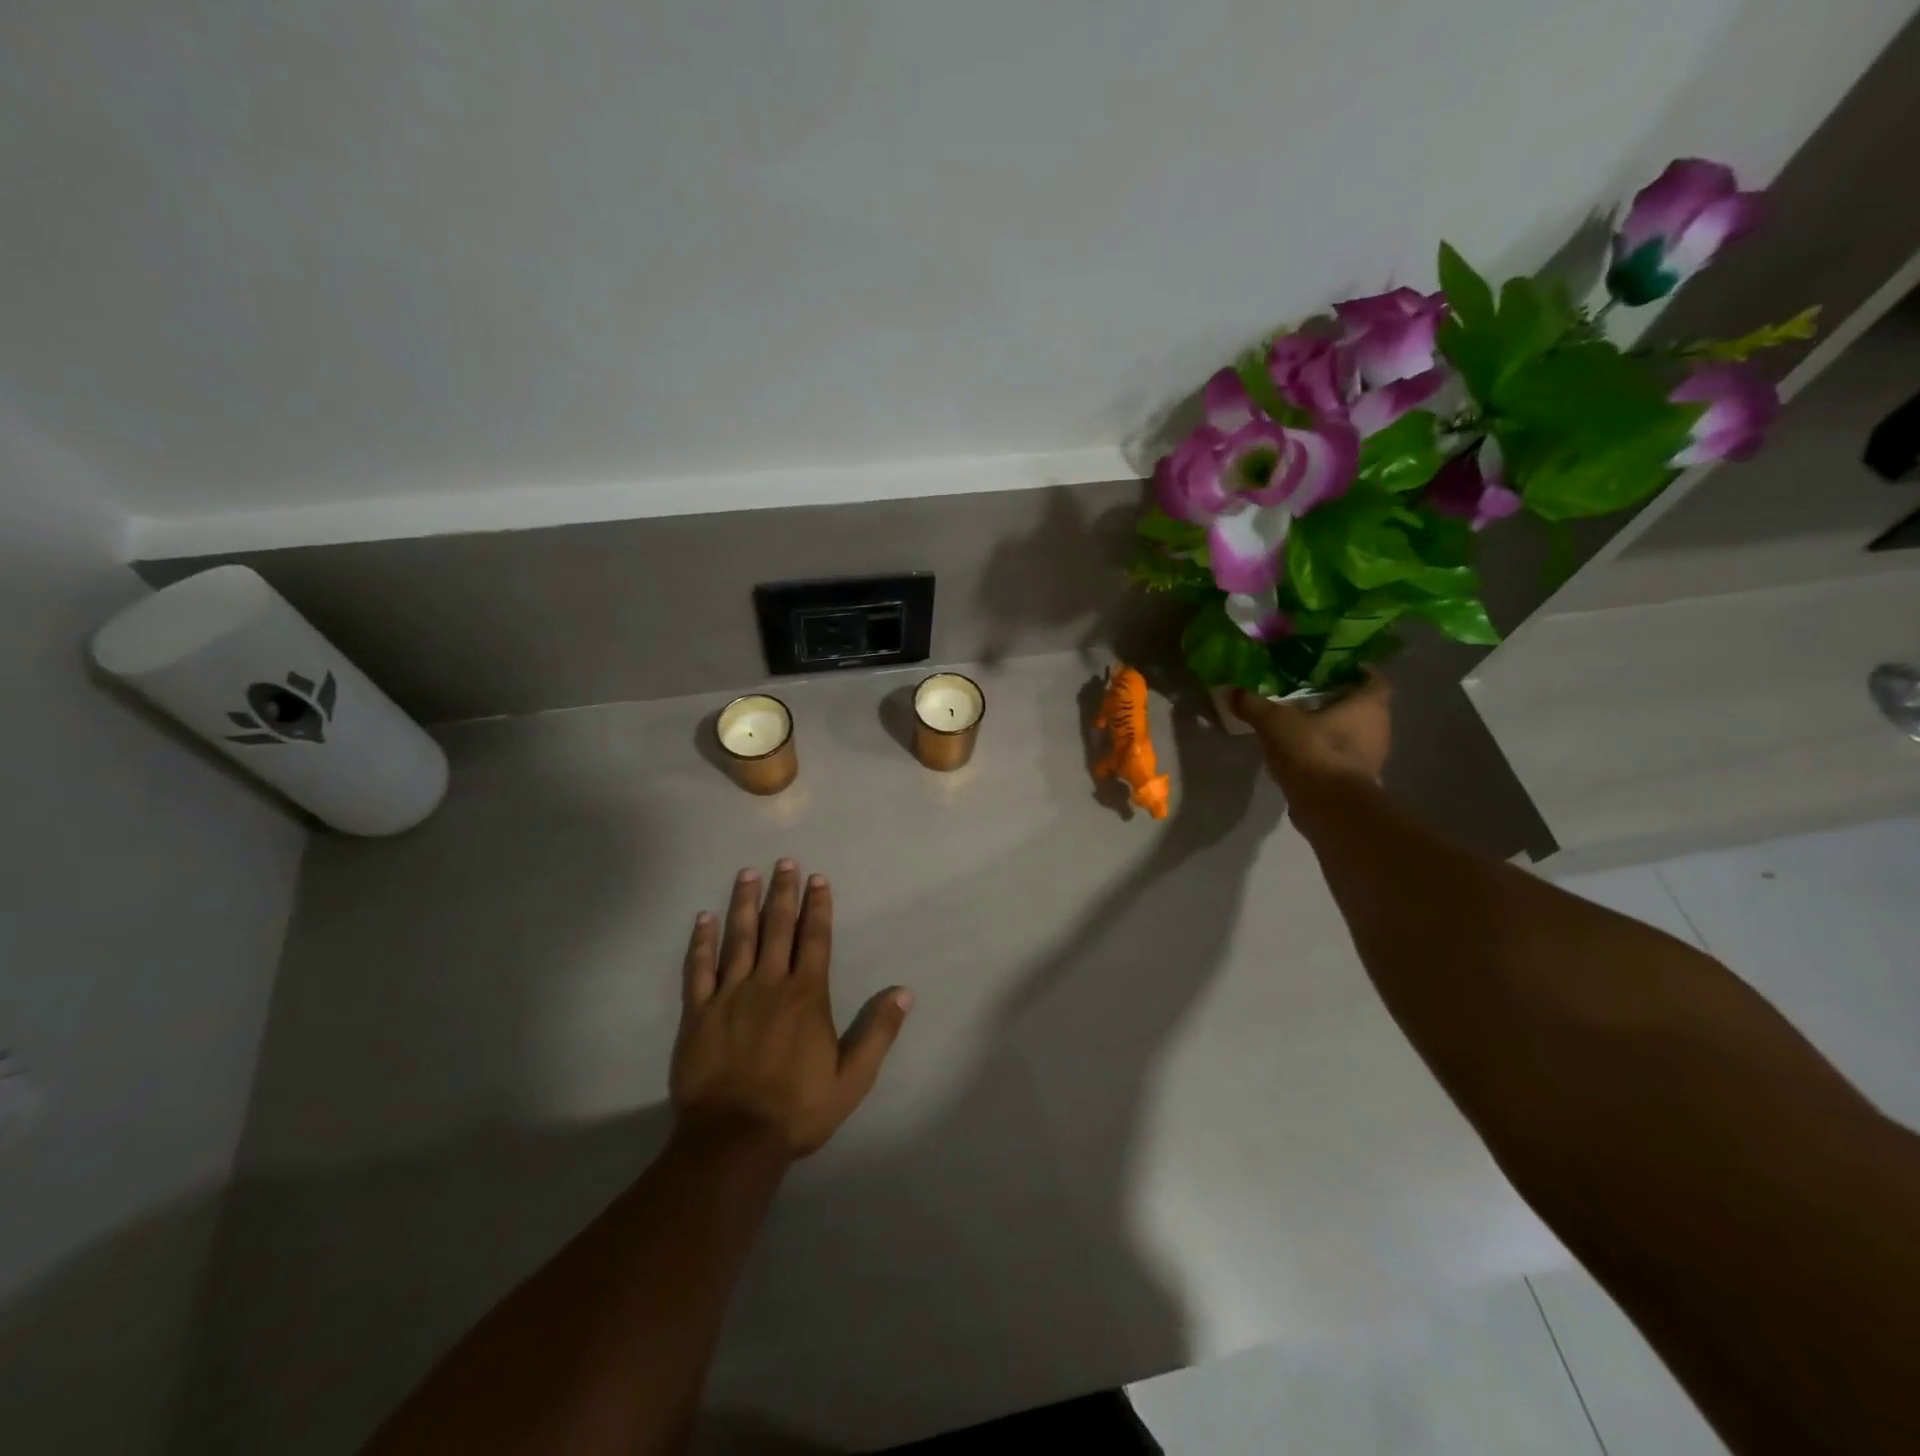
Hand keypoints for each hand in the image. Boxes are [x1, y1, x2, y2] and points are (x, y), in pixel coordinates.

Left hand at [671, 861, 912, 1159]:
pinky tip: (703, 919)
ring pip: (739, 938)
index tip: (818, 878)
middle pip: (777, 928)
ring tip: (747, 874)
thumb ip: (878, 1032)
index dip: (818, 906)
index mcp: (806, 995)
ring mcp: (730, 995)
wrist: (734, 1139)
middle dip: (783, 892)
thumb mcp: (853, 1078)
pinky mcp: (699, 1012)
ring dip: (744, 904)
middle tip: (783, 862)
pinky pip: (699, 969)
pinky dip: (701, 942)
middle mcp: (769, 983)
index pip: (815, 938)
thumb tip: (904, 992)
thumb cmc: (798, 1108)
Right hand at [1232, 671, 1392, 788]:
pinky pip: (1342, 757)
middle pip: (1362, 706)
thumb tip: (1230, 691)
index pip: (1372, 678)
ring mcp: (1371, 757)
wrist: (1329, 807)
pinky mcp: (1356, 780)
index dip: (1353, 671)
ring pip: (1353, 733)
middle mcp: (1379, 727)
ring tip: (1298, 721)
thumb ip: (1253, 705)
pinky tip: (1299, 751)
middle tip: (1306, 693)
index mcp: (1369, 704)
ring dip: (1331, 728)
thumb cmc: (1313, 751)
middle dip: (1337, 700)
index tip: (1328, 670)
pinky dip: (1325, 752)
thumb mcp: (1275, 722)